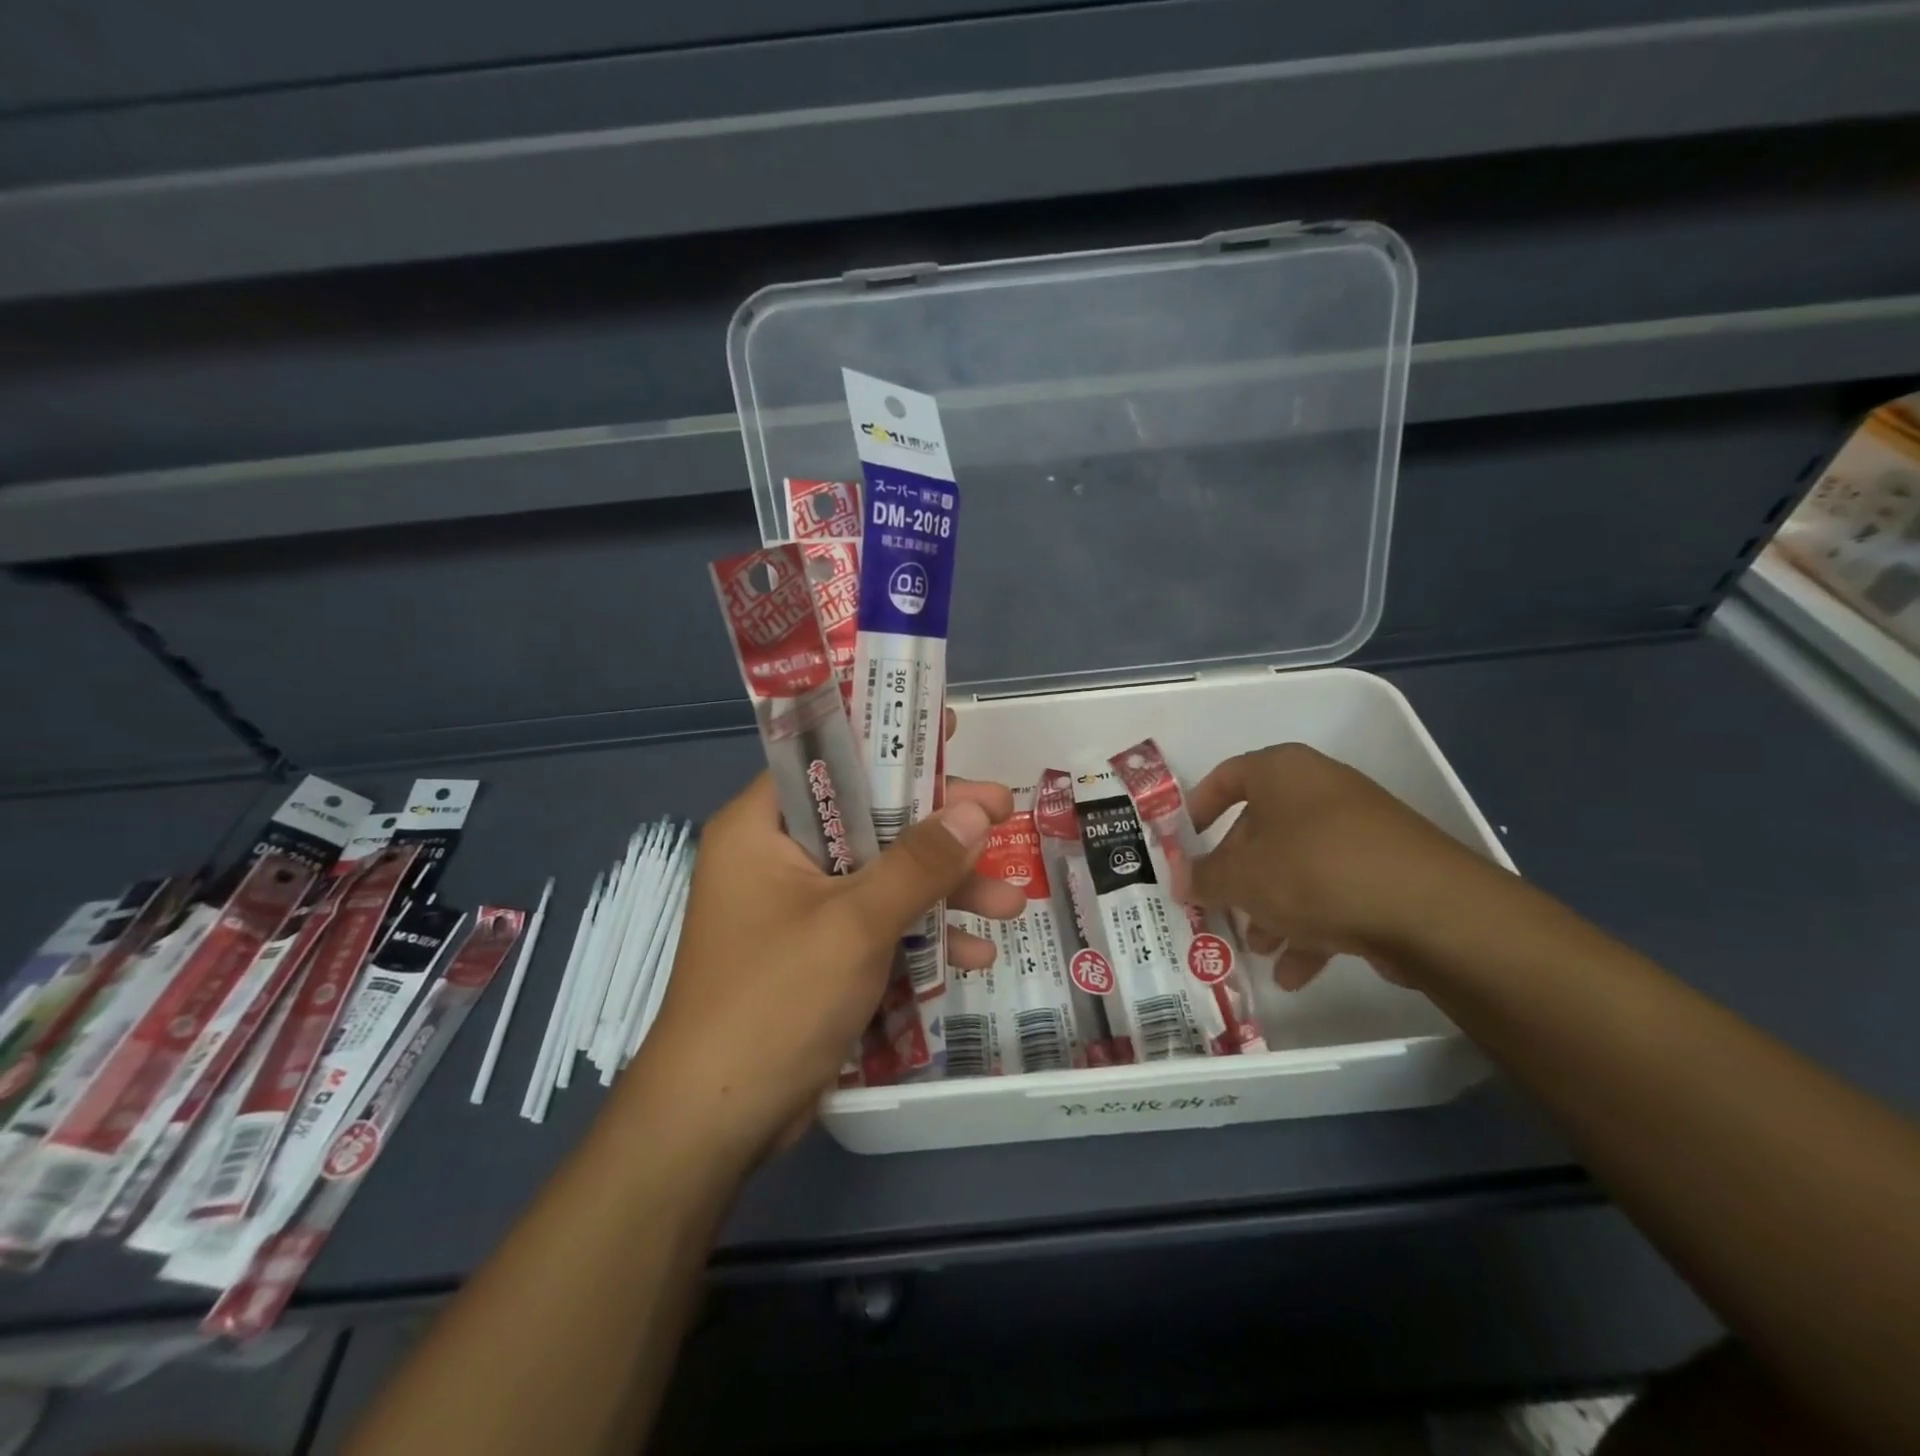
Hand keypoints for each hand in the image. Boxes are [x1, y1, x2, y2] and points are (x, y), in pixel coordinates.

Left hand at [636, 769, 1015, 1166]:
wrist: (717, 1124)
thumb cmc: (775, 1000)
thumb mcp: (855, 923)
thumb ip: (919, 862)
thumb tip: (977, 810)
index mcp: (762, 828)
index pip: (829, 762)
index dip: (891, 745)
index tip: (948, 734)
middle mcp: (777, 859)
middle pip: (868, 820)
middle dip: (939, 830)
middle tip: (1003, 814)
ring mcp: (799, 911)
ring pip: (881, 876)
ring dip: (944, 890)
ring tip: (1010, 902)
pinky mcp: (817, 956)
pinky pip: (875, 925)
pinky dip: (919, 935)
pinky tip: (973, 954)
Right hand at [1188, 743, 1504, 991]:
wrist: (1430, 910)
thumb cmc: (1314, 871)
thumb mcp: (1242, 877)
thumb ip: (1204, 878)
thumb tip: (1180, 879)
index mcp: (1283, 773)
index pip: (1227, 777)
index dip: (1198, 807)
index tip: (1183, 841)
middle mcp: (1321, 792)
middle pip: (1261, 829)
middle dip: (1236, 876)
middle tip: (1217, 908)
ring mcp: (1359, 832)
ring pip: (1296, 866)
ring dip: (1271, 909)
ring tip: (1258, 949)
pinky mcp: (1388, 870)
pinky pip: (1333, 892)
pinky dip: (1310, 927)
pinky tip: (1295, 972)